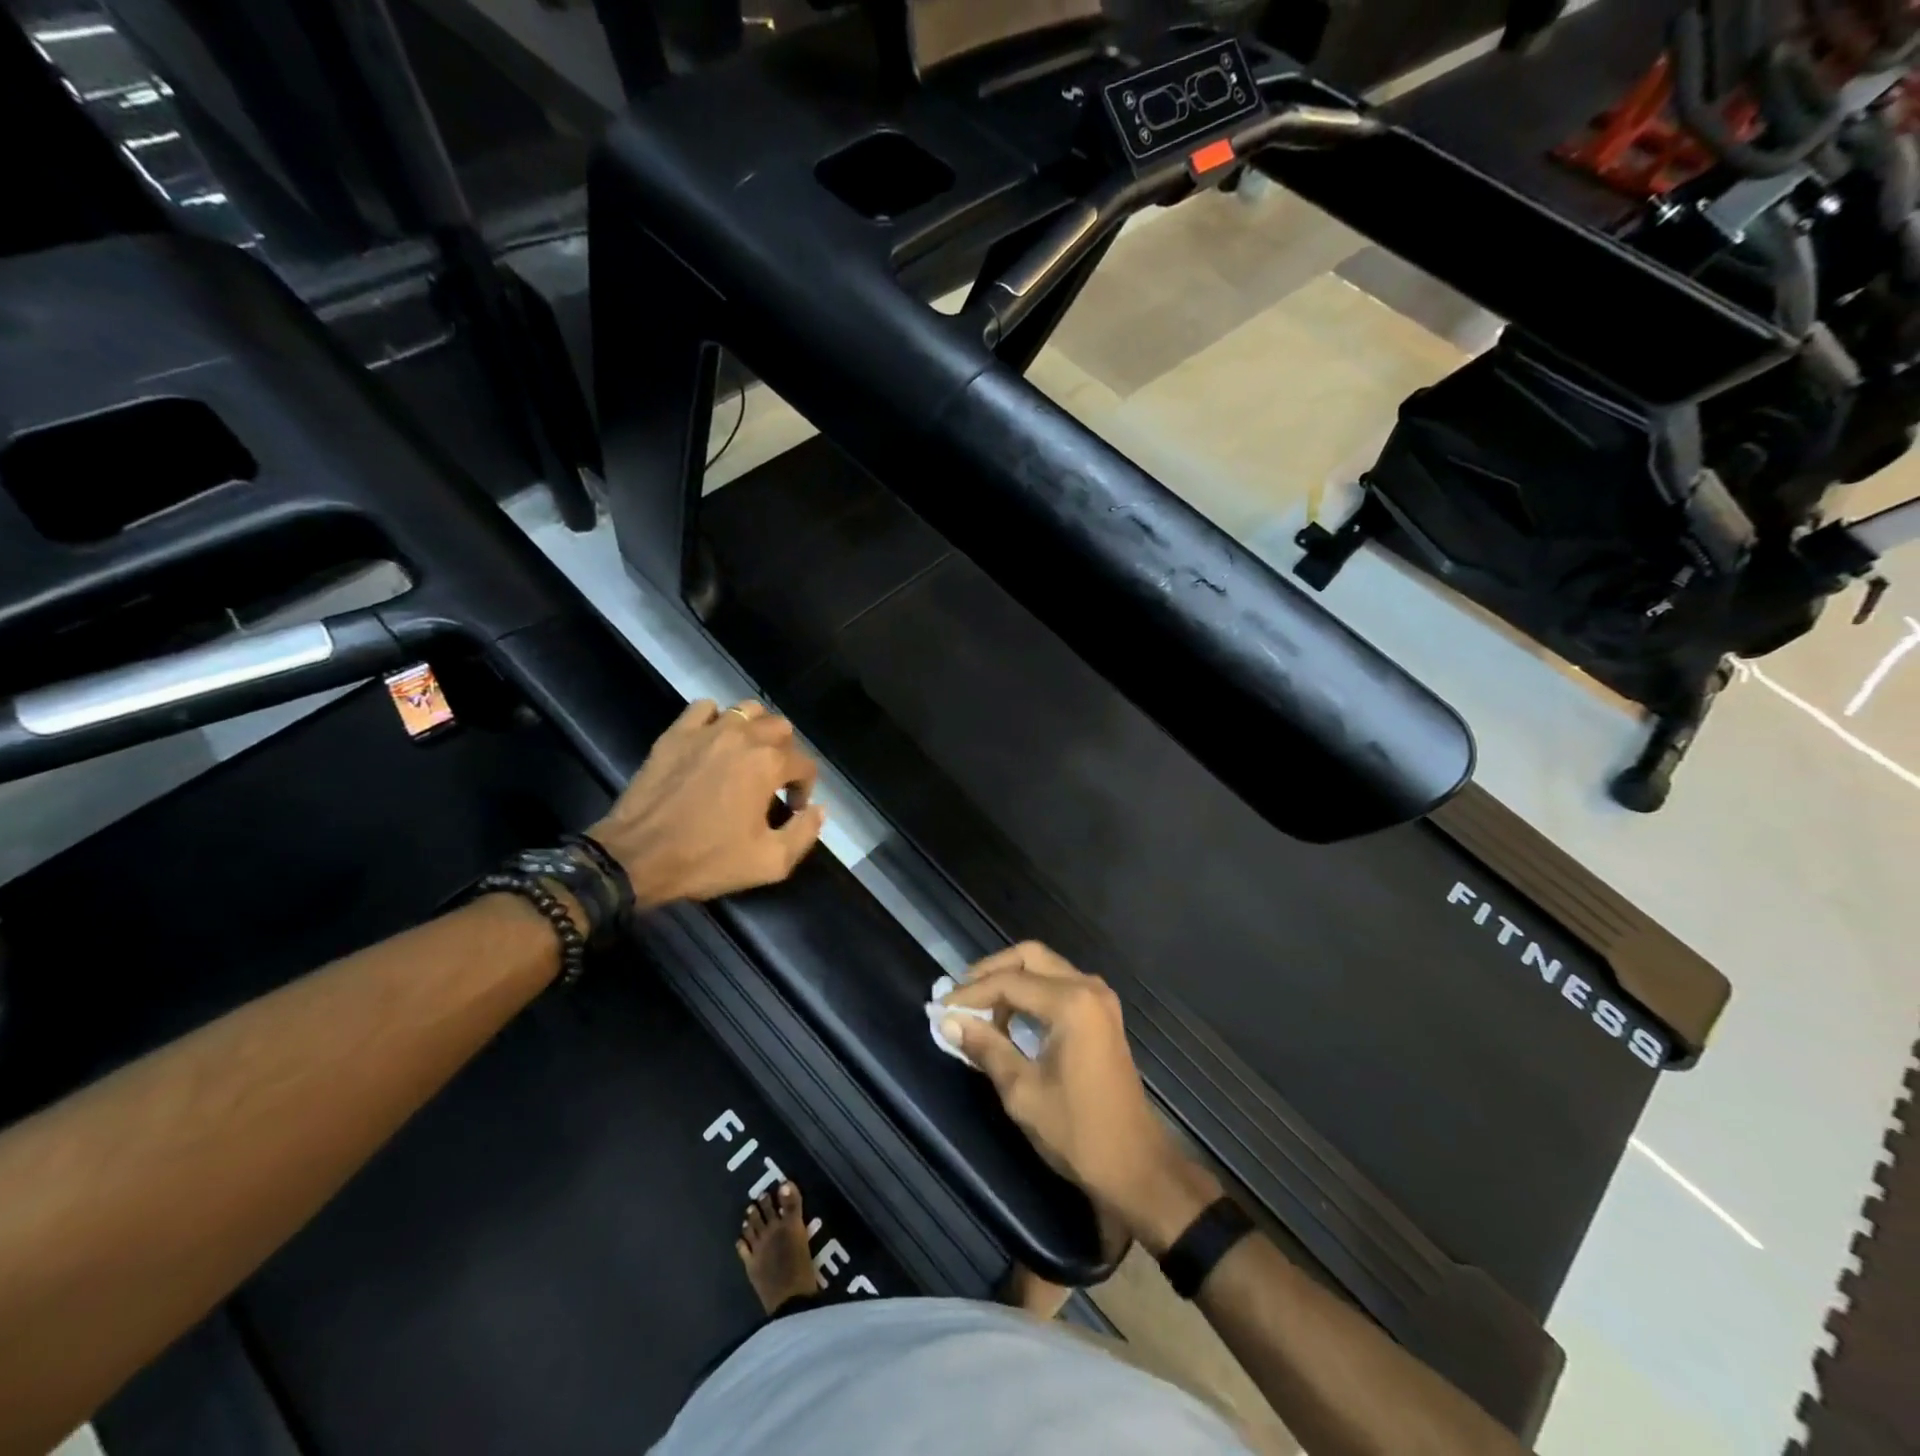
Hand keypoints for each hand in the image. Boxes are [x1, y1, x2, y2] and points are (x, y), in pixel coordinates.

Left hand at [589, 699, 826, 908]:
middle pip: (780, 728)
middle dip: (785, 753)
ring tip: (749, 755)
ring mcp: (706, 731)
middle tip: (774, 781)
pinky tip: (713, 741)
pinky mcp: (675, 734)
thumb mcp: (770, 862)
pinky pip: (704, 708)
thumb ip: (804, 833)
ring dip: (756, 729)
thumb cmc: (707, 860)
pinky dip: (716, 718)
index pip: (805, 764)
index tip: (793, 810)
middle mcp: (743, 737)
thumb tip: (819, 810)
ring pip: (746, 710)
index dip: (805, 788)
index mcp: (768, 764)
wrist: (636, 857)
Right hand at [941, 943, 1219, 1253]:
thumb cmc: (1078, 1131)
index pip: (1009, 982)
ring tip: (980, 1011)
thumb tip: (949, 1021)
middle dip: (992, 972)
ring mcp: (1099, 999)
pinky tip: (1009, 1020)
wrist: (1136, 1167)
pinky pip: (1060, 985)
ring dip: (1012, 981)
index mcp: (1071, 1003)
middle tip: (961, 997)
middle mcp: (1088, 988)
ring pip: (1046, 968)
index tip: (940, 1008)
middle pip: (1030, 957)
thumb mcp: (1022, 1091)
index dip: (970, 993)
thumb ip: (986, 1047)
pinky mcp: (1102, 1015)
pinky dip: (1031, 993)